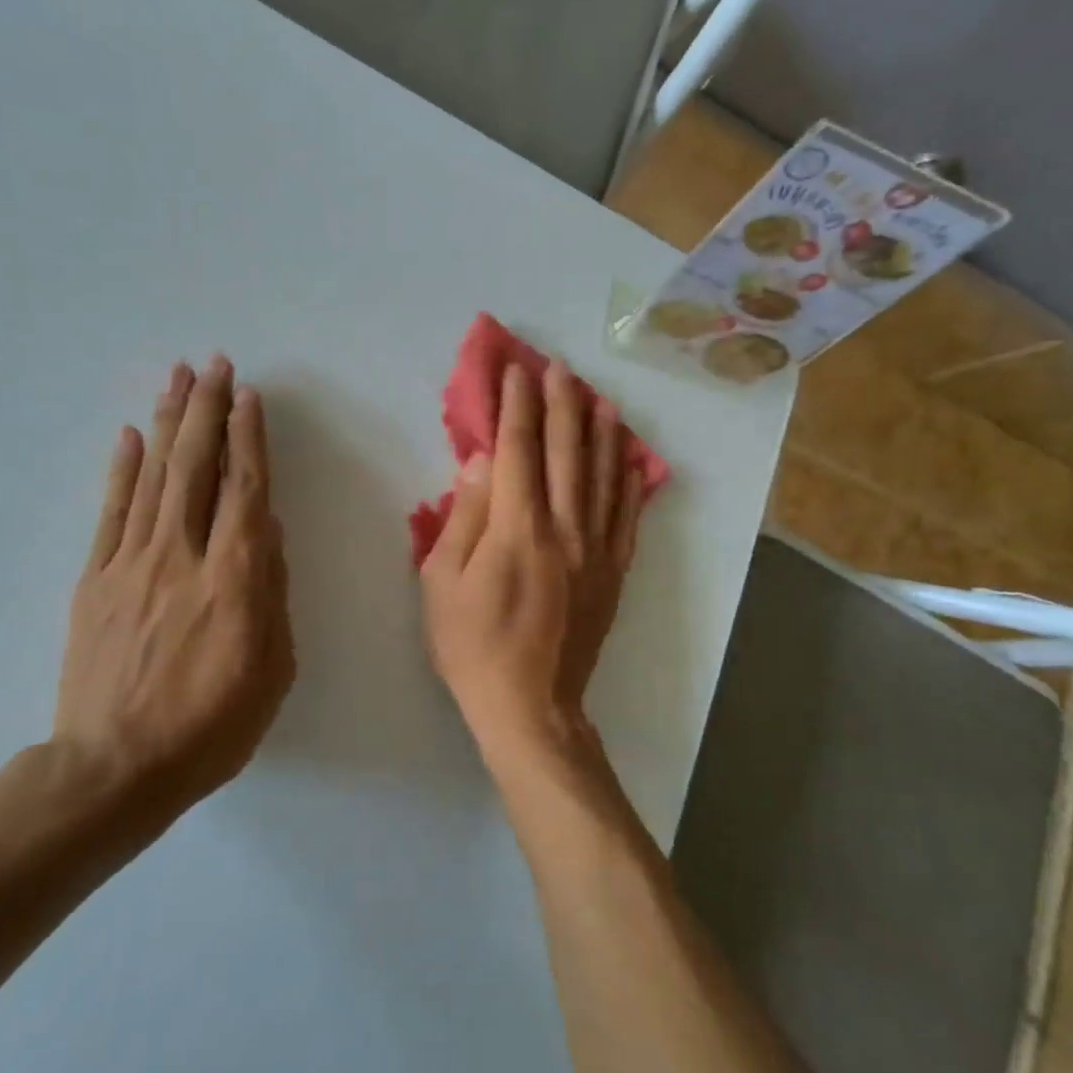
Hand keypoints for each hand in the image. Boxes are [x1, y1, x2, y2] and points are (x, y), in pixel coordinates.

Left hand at [52, 355, 294, 821]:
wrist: (114, 769)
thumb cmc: (211, 726)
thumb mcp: (272, 669)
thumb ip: (272, 592)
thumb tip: (268, 532)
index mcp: (234, 578)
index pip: (245, 490)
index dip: (249, 438)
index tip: (249, 397)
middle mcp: (183, 556)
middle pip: (196, 468)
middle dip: (207, 410)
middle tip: (214, 364)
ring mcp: (132, 564)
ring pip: (154, 477)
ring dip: (169, 424)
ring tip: (178, 378)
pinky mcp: (95, 580)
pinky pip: (111, 513)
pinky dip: (122, 470)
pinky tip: (131, 436)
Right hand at [419, 360, 644, 764]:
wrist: (531, 704)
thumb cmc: (473, 645)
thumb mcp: (442, 582)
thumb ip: (465, 516)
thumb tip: (483, 462)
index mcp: (517, 527)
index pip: (519, 448)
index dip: (517, 405)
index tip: (516, 371)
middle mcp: (565, 527)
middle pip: (566, 450)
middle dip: (562, 403)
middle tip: (559, 367)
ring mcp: (597, 548)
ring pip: (603, 475)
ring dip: (601, 430)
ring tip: (600, 397)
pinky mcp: (614, 571)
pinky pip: (627, 515)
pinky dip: (629, 480)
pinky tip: (630, 457)